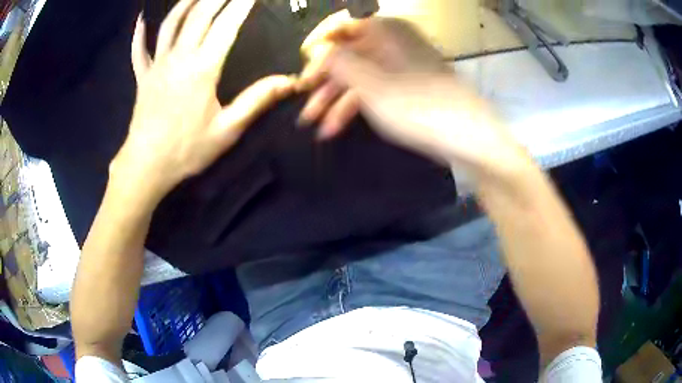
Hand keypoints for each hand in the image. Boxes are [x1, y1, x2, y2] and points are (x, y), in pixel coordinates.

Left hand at [113, 0, 294, 202]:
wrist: (146, 166)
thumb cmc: (186, 150)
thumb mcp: (227, 129)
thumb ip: (257, 100)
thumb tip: (290, 81)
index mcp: (202, 68)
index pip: (227, 25)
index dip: (242, 4)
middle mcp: (179, 57)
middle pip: (199, 15)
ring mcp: (157, 65)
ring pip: (171, 24)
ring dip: (186, 2)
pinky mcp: (143, 77)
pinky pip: (139, 50)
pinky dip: (139, 34)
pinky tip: (141, 20)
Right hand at [297, 12, 526, 182]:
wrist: (467, 137)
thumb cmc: (418, 106)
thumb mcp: (370, 84)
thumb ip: (337, 62)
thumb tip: (316, 48)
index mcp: (385, 30)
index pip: (341, 26)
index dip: (318, 45)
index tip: (302, 66)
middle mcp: (391, 42)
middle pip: (347, 54)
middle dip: (322, 80)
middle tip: (302, 103)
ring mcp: (399, 66)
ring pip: (358, 75)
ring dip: (334, 99)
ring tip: (313, 124)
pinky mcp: (405, 87)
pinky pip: (373, 89)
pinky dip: (354, 106)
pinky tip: (335, 127)